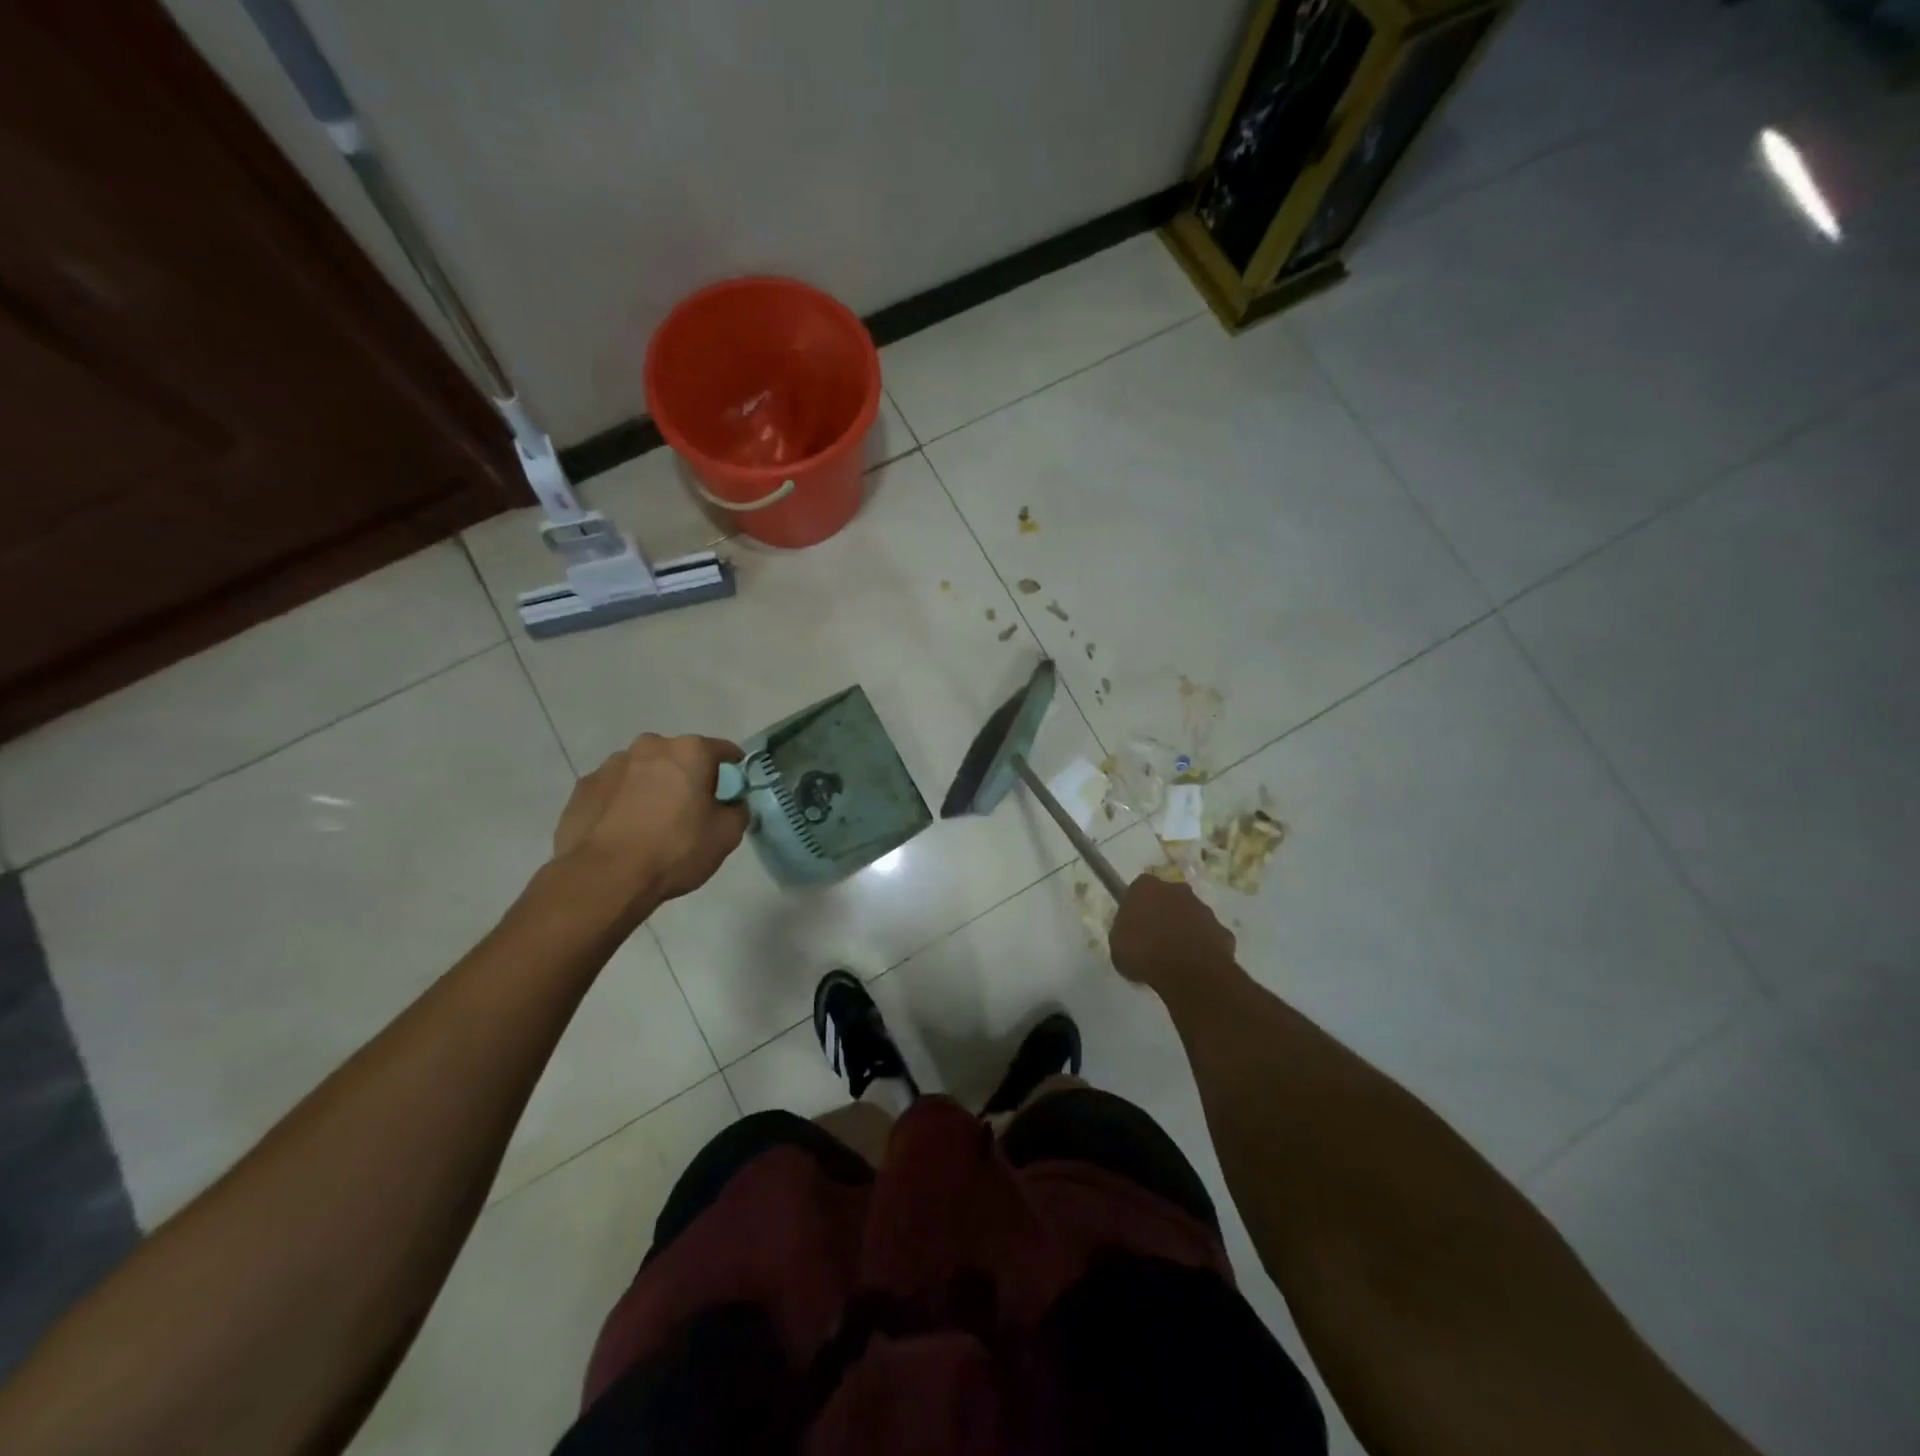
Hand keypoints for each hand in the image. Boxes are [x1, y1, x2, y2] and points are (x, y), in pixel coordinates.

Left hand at [552, 734, 747, 920]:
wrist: (603, 878)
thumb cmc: (674, 850)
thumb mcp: (726, 836)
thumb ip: (737, 810)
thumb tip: (731, 804)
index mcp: (689, 751)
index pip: (723, 750)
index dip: (732, 771)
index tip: (732, 792)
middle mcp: (649, 747)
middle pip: (679, 757)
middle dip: (687, 777)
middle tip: (690, 810)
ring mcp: (611, 765)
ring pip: (643, 771)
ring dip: (652, 787)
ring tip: (651, 824)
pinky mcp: (583, 787)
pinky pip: (614, 790)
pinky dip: (622, 802)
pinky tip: (623, 832)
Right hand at [1109, 874, 1236, 991]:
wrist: (1188, 972)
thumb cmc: (1143, 953)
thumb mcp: (1116, 944)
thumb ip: (1123, 931)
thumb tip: (1129, 931)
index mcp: (1146, 887)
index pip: (1139, 888)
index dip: (1136, 905)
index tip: (1132, 924)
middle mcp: (1177, 890)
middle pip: (1168, 897)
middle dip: (1163, 913)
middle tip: (1154, 939)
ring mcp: (1203, 909)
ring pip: (1191, 915)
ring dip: (1184, 929)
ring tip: (1175, 957)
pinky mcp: (1223, 931)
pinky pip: (1209, 937)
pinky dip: (1203, 947)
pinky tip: (1195, 966)